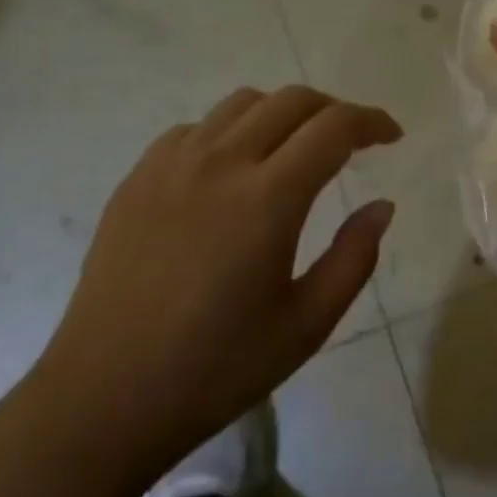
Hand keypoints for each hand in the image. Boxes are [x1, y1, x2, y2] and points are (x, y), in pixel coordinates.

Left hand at [35, 86, 400, 475]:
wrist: (104, 396)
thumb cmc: (216, 370)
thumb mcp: (305, 325)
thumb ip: (354, 258)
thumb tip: (382, 206)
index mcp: (266, 199)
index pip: (333, 128)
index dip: (371, 122)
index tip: (392, 136)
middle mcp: (220, 162)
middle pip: (291, 100)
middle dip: (333, 110)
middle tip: (352, 141)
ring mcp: (171, 163)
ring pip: (242, 103)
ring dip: (282, 114)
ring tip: (294, 150)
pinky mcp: (137, 176)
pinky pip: (197, 128)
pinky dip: (231, 132)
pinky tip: (232, 171)